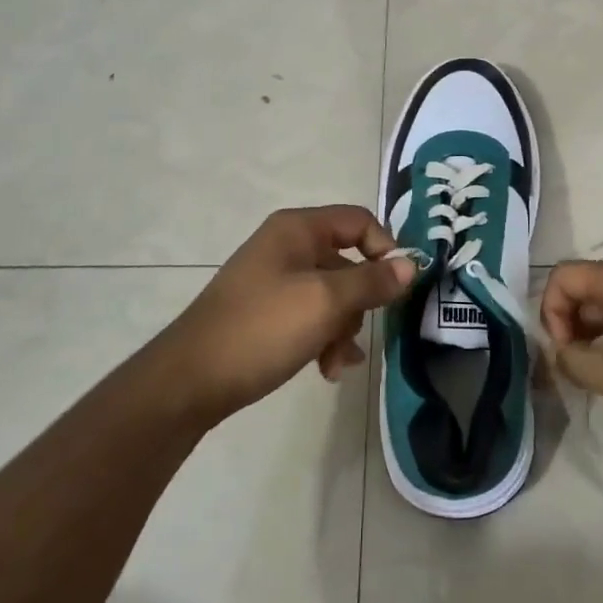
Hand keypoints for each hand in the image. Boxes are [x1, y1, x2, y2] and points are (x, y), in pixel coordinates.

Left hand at [155, 205, 415, 425]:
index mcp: (298, 230)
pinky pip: (310, 316)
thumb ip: (372, 282)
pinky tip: (325, 370)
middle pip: (347, 261)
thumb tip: (412, 264)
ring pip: (331, 295)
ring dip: (343, 328)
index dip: (384, 249)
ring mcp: (274, 280)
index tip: (397, 287)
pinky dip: (323, 339)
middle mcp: (286, 247)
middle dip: (360, 302)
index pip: (359, 221)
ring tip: (336, 364)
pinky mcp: (266, 312)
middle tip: (359, 333)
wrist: (190, 381)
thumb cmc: (262, 329)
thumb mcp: (325, 302)